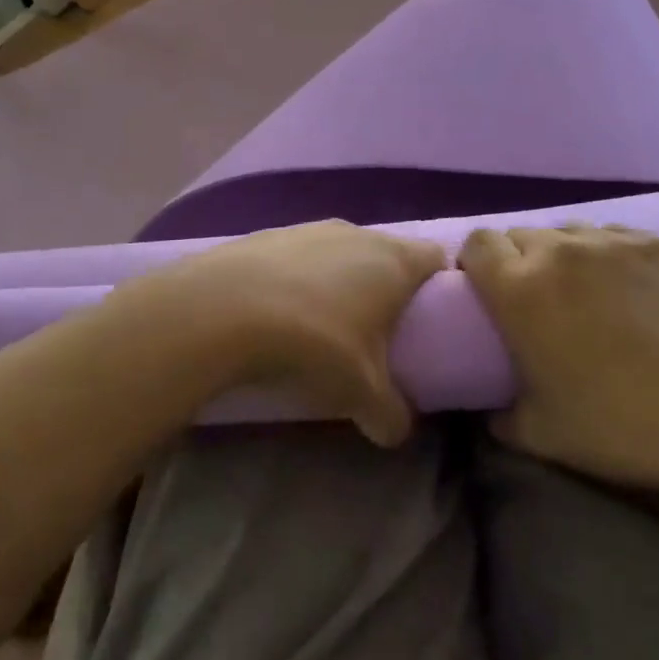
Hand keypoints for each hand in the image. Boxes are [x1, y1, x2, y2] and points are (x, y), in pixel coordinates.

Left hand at [108, 221, 446, 445]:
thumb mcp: (361, 392)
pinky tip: (278, 313)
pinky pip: (298, 256)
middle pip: (387, 254)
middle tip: (376, 332)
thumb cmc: (314, 344)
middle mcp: (357, 233)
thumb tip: (397, 431)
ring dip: (339, 282)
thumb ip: (391, 414)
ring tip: (322, 325)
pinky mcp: (266, 234)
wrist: (220, 312)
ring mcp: (308, 228)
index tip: (429, 318)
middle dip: (385, 289)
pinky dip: (297, 280)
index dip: (439, 286)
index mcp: (393, 261)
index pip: (436, 259)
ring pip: (341, 252)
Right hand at [459, 224, 658, 490]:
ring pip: (567, 231)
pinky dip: (606, 254)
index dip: (475, 264)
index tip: (485, 292)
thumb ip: (500, 416)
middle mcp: (558, 251)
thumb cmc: (615, 425)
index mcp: (518, 289)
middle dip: (517, 260)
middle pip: (520, 234)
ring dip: (562, 255)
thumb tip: (492, 409)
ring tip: (583, 291)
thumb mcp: (537, 434)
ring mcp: (611, 242)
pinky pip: (613, 235)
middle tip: (536, 300)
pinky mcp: (656, 243)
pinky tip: (626, 288)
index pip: (478, 244)